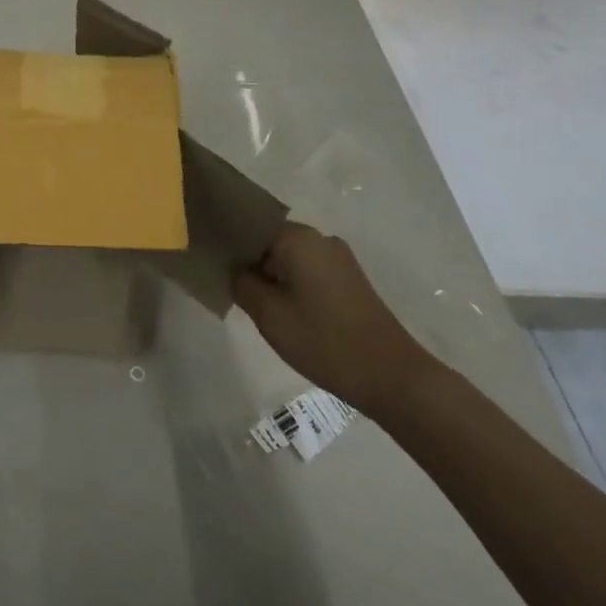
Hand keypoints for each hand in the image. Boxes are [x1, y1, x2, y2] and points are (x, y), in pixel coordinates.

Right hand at [232, 224, 435, 417]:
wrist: (393, 377)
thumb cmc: (325, 341)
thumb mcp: (269, 315)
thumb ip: (242, 284)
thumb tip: (236, 270)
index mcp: (298, 237)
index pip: (249, 227)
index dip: (228, 246)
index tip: (212, 265)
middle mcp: (320, 238)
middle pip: (270, 242)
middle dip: (250, 263)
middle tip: (230, 290)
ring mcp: (339, 259)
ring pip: (290, 259)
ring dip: (272, 277)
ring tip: (255, 305)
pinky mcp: (351, 281)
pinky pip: (309, 272)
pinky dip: (292, 286)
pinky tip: (285, 313)